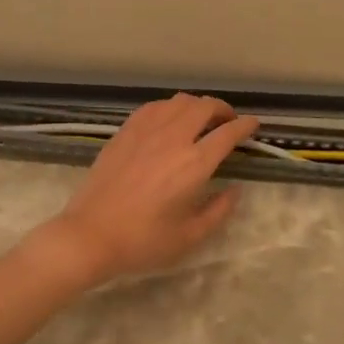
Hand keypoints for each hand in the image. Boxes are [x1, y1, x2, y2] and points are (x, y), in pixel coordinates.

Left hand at [33, 94, 259, 285]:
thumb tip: (235, 189)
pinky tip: (169, 120)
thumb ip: (219, 210)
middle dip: (223, 109)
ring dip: (197, 105)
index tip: (253, 126)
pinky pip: (153, 107)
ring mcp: (145, 131)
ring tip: (200, 119)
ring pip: (179, 101)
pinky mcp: (124, 132)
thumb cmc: (143, 241)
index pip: (228, 133)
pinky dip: (170, 107)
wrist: (90, 235)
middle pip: (205, 106)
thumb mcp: (190, 236)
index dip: (246, 126)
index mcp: (194, 164)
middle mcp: (173, 138)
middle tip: (228, 122)